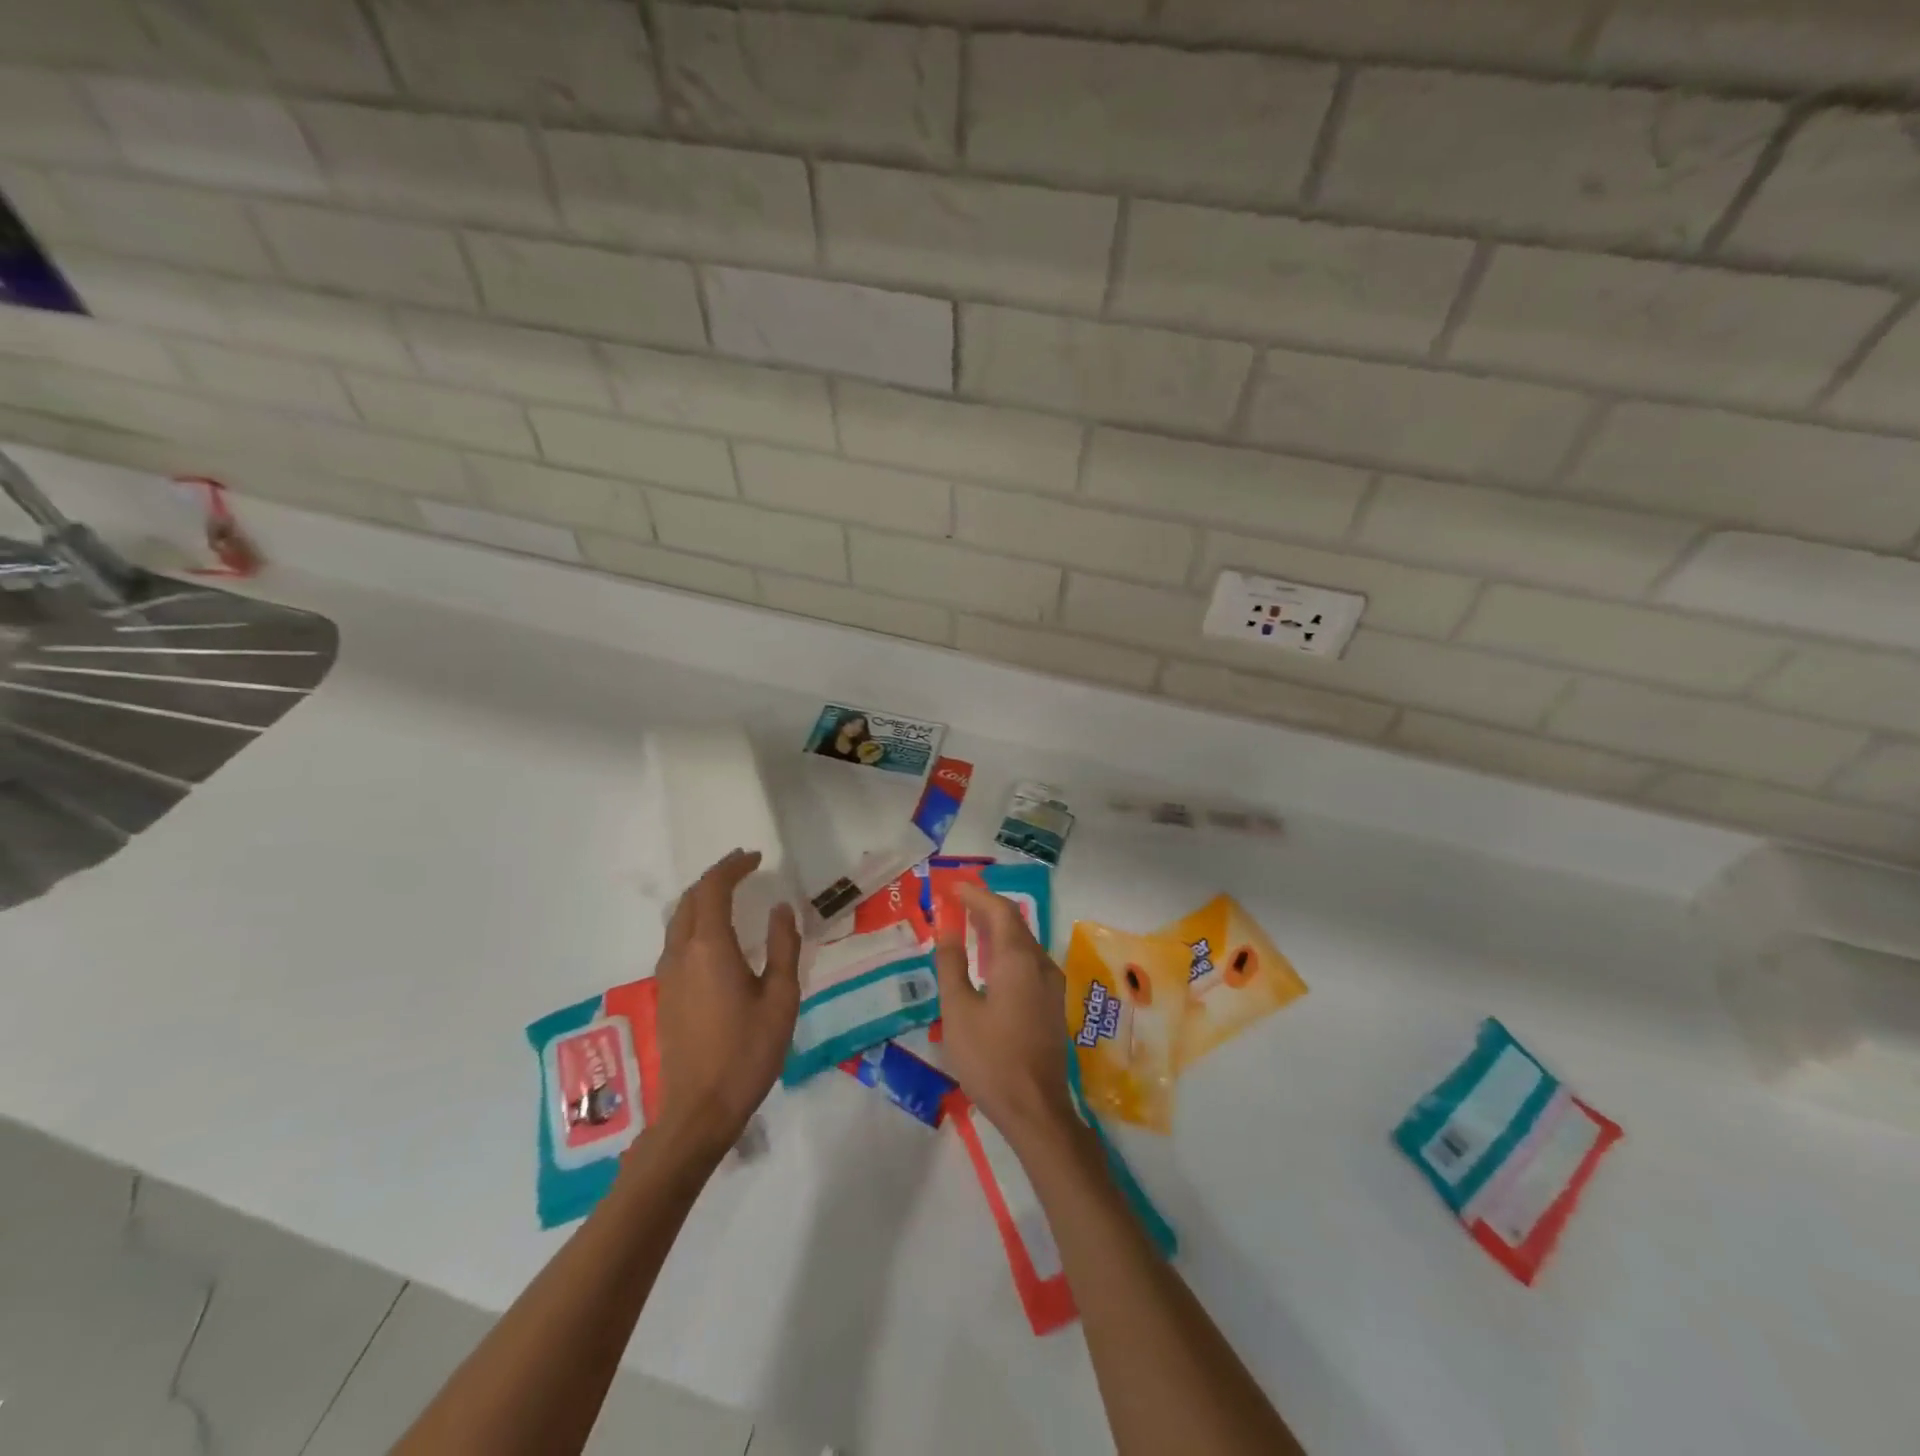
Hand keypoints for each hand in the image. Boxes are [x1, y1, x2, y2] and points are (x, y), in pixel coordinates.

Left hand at [649, 850, 800, 1163]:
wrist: (699, 1108)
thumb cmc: (748, 1051)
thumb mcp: (781, 997)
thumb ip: (783, 947)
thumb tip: (781, 909)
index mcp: (709, 947)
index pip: (714, 889)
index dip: (733, 867)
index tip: (756, 857)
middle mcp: (681, 952)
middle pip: (691, 898)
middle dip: (716, 876)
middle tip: (744, 866)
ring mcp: (667, 973)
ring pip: (679, 919)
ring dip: (702, 897)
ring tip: (730, 892)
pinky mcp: (665, 993)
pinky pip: (676, 939)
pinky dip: (695, 920)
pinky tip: (714, 934)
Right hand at [933, 882, 1077, 1150]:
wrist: (1035, 1110)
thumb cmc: (990, 1059)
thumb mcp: (958, 1011)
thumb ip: (951, 965)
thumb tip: (947, 930)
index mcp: (1018, 960)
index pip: (999, 911)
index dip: (976, 895)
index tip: (953, 887)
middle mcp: (1041, 964)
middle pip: (1014, 923)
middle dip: (986, 908)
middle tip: (957, 902)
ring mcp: (1051, 985)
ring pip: (1024, 942)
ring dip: (997, 929)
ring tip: (968, 926)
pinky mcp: (1052, 1004)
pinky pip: (1029, 961)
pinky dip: (1006, 950)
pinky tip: (989, 962)